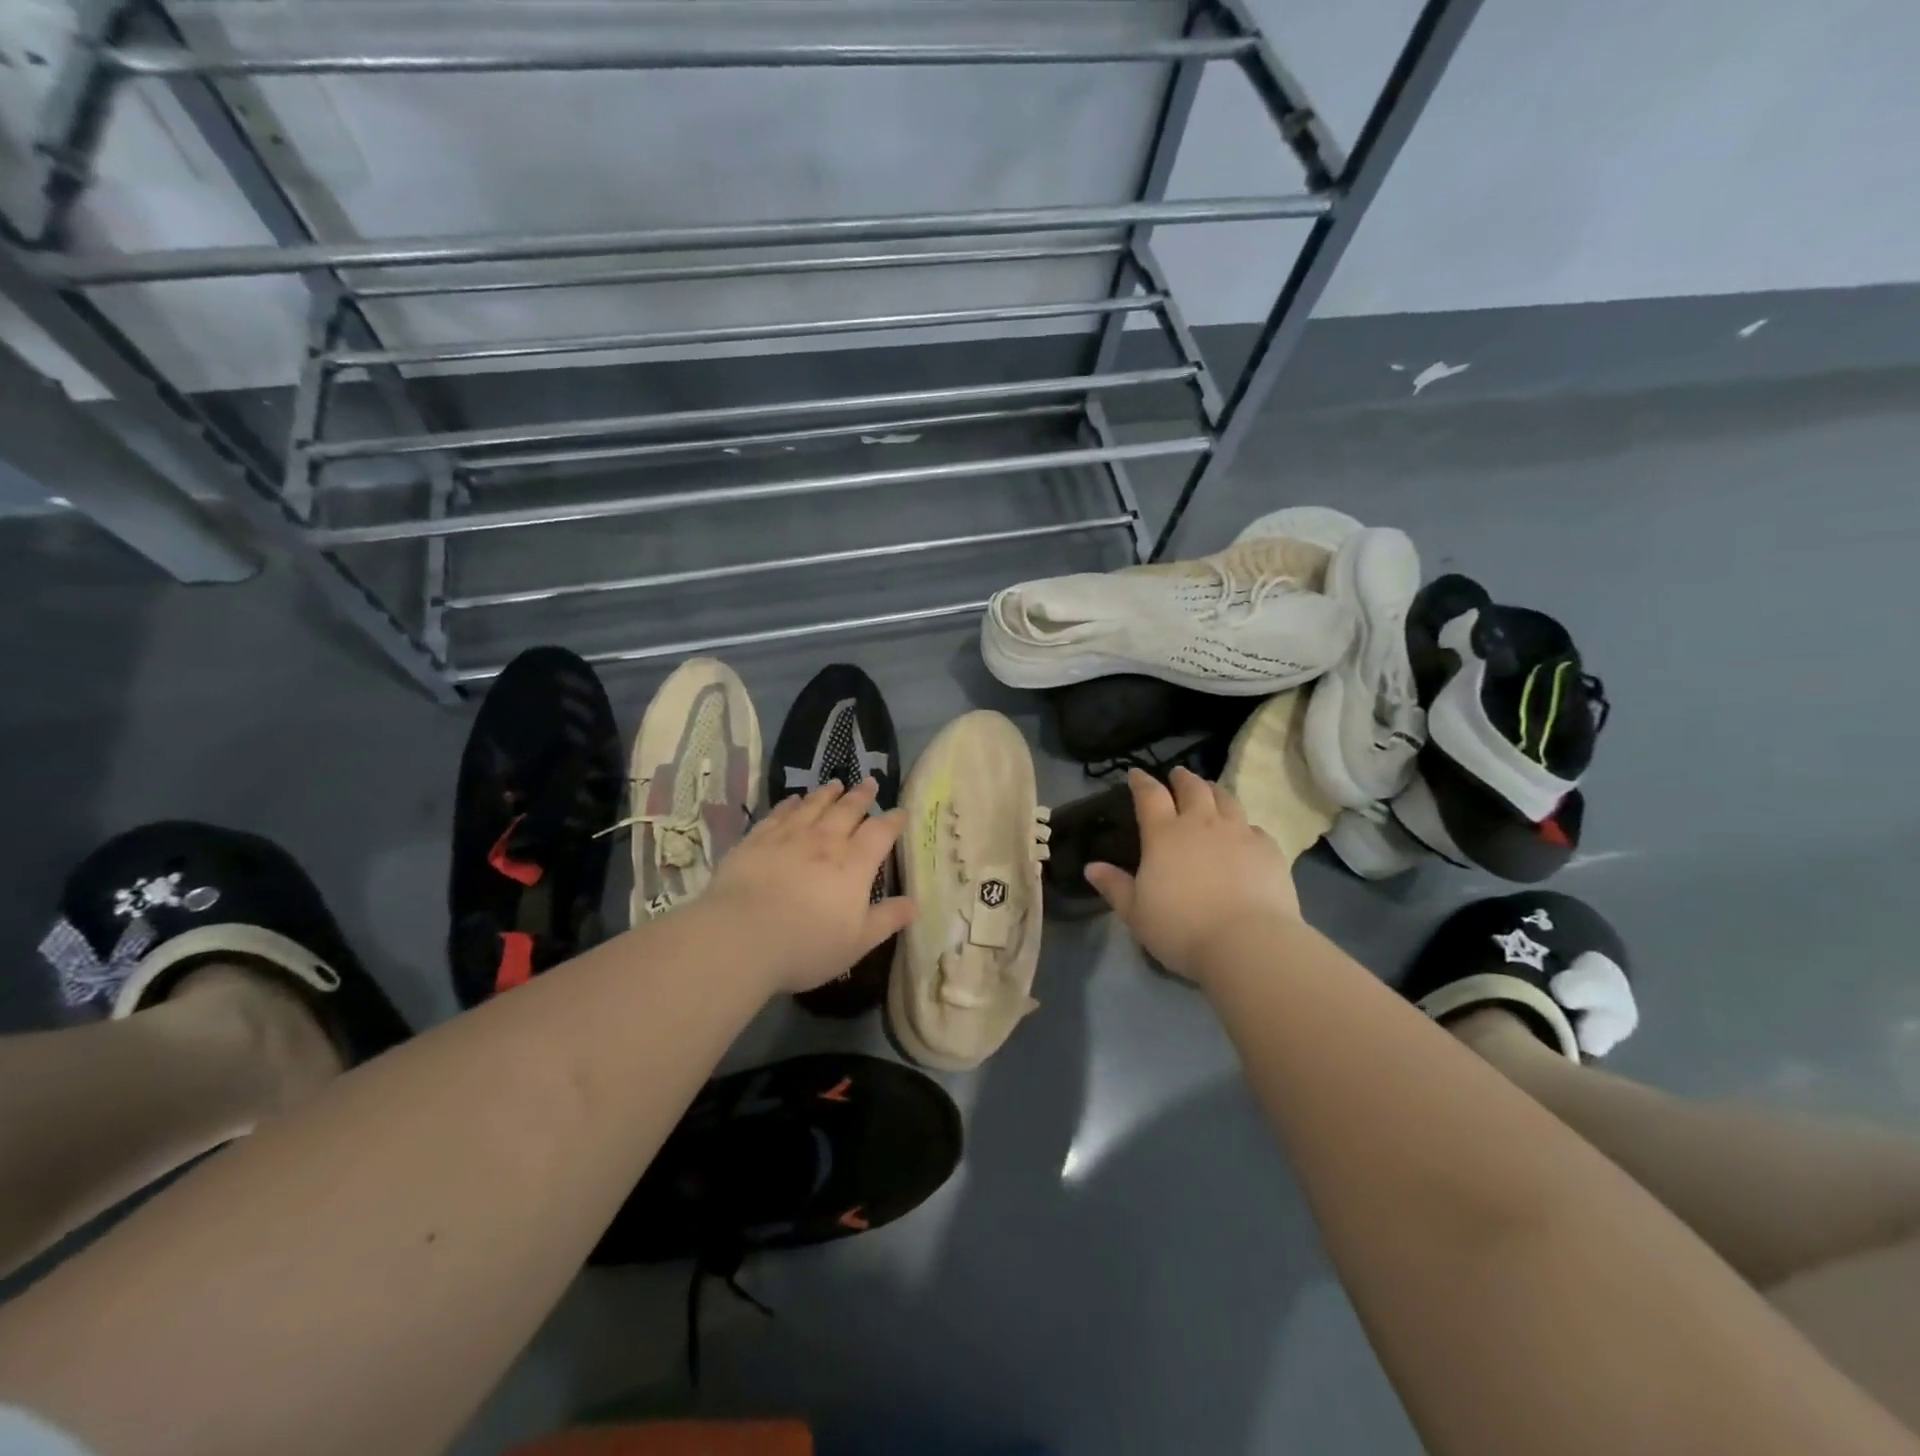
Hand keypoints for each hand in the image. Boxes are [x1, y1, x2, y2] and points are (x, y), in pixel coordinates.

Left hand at [699, 778, 915, 994]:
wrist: (741, 937)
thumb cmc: (807, 945)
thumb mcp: (857, 942)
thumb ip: (887, 919)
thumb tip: (914, 903)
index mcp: (855, 864)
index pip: (881, 833)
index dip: (893, 821)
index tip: (900, 812)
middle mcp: (825, 841)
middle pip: (848, 810)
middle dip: (862, 796)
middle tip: (870, 783)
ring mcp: (789, 836)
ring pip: (814, 806)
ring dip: (828, 793)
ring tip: (836, 784)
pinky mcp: (757, 839)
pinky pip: (779, 813)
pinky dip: (790, 804)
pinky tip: (793, 800)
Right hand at [1085, 767, 1300, 983]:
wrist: (1247, 943)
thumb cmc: (1181, 929)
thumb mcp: (1136, 913)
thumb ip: (1114, 886)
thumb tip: (1091, 867)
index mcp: (1164, 835)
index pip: (1150, 795)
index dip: (1142, 781)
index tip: (1136, 773)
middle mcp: (1201, 824)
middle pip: (1192, 788)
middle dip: (1182, 778)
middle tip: (1178, 775)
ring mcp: (1238, 833)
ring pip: (1226, 799)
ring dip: (1214, 791)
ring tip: (1210, 792)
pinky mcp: (1268, 849)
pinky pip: (1254, 827)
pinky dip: (1244, 825)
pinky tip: (1244, 834)